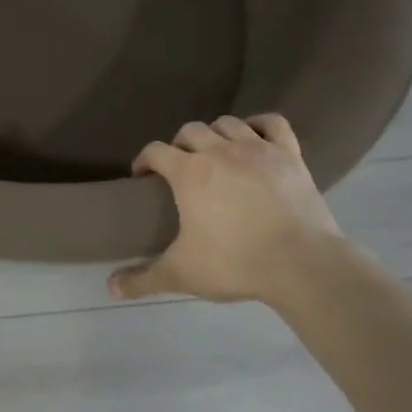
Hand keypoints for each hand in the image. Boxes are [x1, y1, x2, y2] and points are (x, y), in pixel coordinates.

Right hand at [110, 114, 342, 303]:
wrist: (301, 264)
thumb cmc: (235, 263)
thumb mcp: (181, 274)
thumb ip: (143, 279)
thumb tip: (110, 288)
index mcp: (188, 172)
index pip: (155, 151)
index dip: (144, 160)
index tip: (142, 177)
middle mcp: (219, 150)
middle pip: (190, 130)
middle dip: (179, 145)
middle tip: (180, 170)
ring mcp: (257, 149)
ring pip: (227, 123)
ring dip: (215, 133)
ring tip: (215, 154)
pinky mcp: (289, 155)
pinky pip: (272, 124)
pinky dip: (259, 124)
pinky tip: (253, 136)